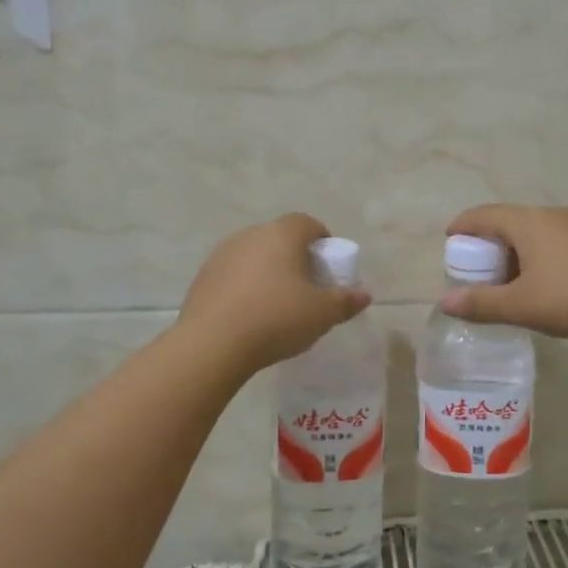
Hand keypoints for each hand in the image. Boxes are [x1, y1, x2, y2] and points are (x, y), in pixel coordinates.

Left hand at [178, 214, 371, 373]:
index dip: (321, 240)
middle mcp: (250, 235)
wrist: (213, 344)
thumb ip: (345, 301)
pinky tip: (249, 315)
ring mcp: (222, 254)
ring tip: (276, 304)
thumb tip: (364, 294)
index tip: (327, 265)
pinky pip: (233, 274)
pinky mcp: (203, 277)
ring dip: (268, 271)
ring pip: (254, 256)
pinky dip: (245, 286)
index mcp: (281, 235)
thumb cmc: (276, 319)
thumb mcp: (321, 314)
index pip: (307, 223)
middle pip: (279, 238)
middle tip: (306, 287)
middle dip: (295, 257)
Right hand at [437, 205, 567, 345]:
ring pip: (535, 230)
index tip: (450, 239)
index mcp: (528, 222)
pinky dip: (539, 254)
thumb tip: (444, 304)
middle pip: (510, 220)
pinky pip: (556, 239)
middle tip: (477, 268)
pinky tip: (544, 282)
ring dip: (516, 249)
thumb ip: (480, 304)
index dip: (463, 225)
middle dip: (489, 241)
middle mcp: (552, 215)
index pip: (484, 214)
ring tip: (509, 279)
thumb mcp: (519, 306)